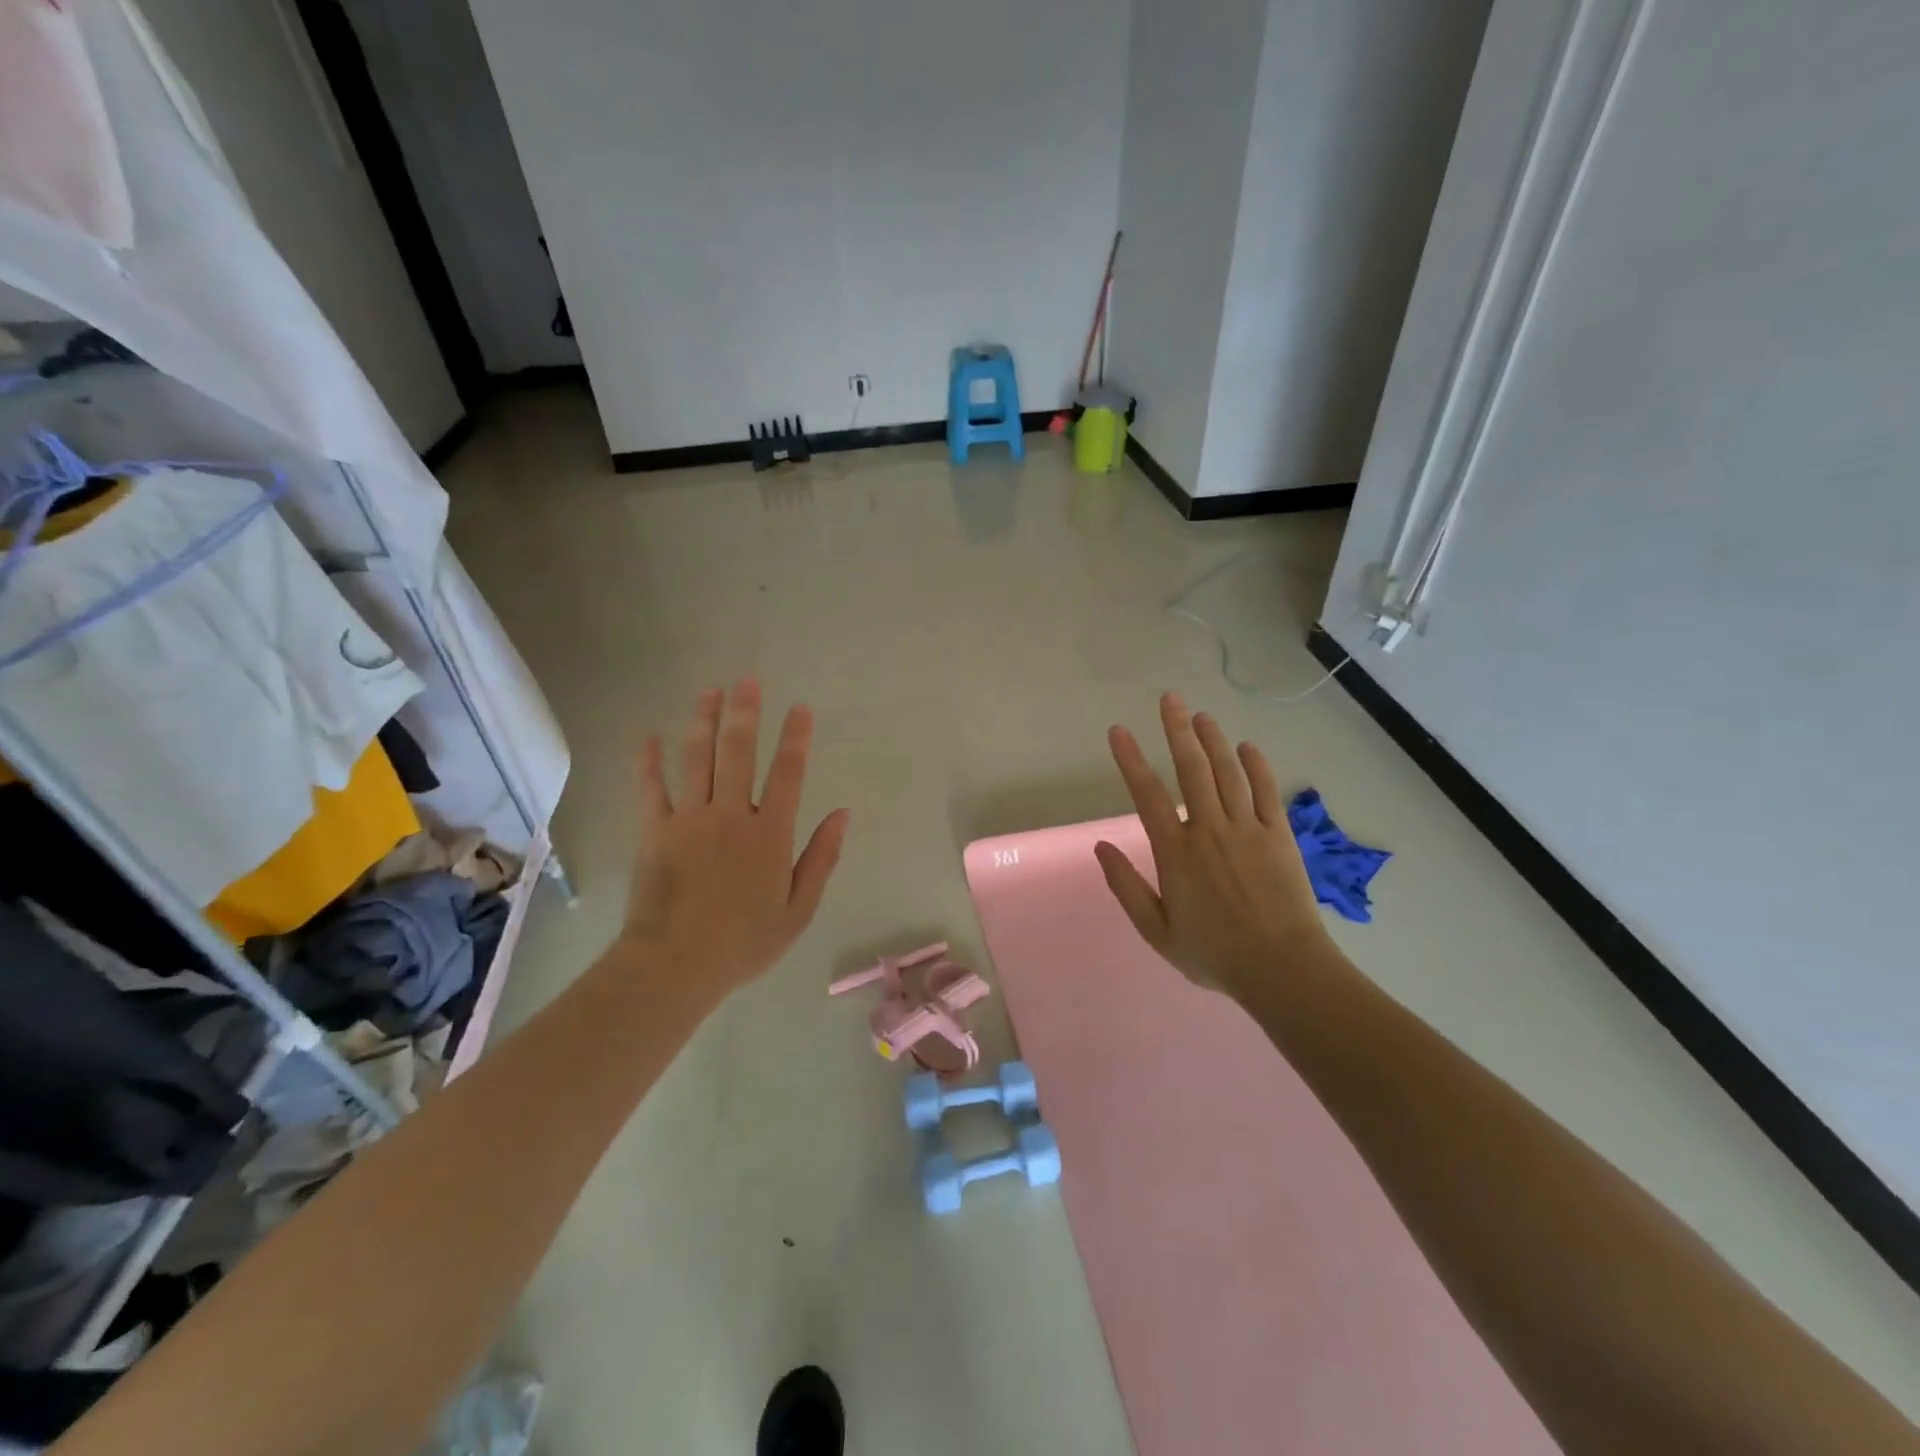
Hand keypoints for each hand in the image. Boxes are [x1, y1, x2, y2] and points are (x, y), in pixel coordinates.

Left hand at [621, 681, 850, 1002]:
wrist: (675, 965)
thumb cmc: (744, 941)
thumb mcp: (799, 909)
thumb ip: (821, 858)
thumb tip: (842, 814)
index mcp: (769, 834)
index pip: (787, 774)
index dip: (795, 738)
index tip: (800, 708)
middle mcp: (730, 815)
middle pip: (738, 753)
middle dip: (745, 713)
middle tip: (748, 680)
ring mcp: (689, 819)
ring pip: (696, 759)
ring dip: (703, 722)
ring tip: (709, 691)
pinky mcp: (654, 831)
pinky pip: (650, 788)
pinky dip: (648, 761)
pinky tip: (648, 735)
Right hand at [1096, 693, 1331, 999]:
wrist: (1282, 969)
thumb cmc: (1213, 953)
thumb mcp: (1156, 930)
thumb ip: (1126, 886)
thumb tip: (1101, 846)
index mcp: (1176, 852)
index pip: (1146, 794)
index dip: (1130, 760)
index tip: (1119, 731)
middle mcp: (1209, 829)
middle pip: (1191, 769)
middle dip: (1176, 730)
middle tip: (1169, 699)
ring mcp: (1247, 829)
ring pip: (1227, 773)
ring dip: (1213, 740)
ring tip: (1200, 715)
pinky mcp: (1278, 835)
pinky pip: (1265, 792)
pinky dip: (1256, 766)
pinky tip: (1247, 747)